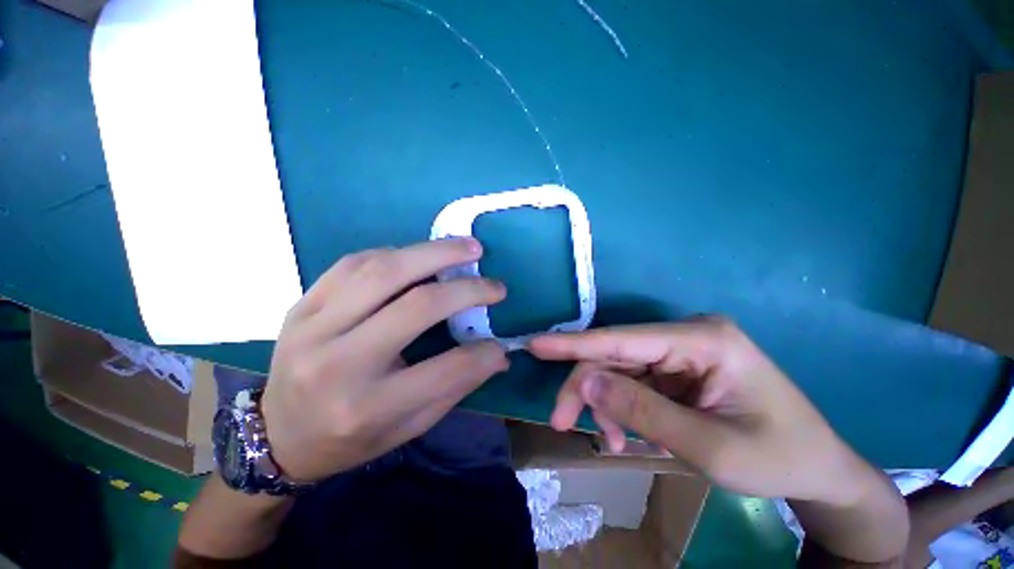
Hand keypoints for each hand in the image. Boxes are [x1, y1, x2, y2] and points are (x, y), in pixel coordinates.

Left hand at [261, 239, 508, 481]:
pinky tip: (418, 255)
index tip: (501, 343)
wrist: (278, 435)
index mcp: (367, 406)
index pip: (446, 370)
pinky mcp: (301, 304)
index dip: (483, 354)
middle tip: (493, 280)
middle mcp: (337, 363)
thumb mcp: (407, 427)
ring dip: (432, 253)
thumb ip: (455, 387)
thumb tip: (497, 355)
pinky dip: (395, 253)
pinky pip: (353, 263)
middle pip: (415, 305)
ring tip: (464, 248)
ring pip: (382, 271)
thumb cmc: (350, 438)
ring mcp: (312, 327)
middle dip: (464, 287)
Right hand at [529, 317, 879, 505]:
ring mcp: (681, 350)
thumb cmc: (777, 457)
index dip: (574, 343)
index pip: (622, 339)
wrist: (817, 468)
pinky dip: (621, 407)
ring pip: (619, 369)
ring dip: (605, 403)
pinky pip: (633, 381)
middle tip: (563, 422)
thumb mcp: (711, 448)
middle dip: (587, 388)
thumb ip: (643, 413)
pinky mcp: (677, 367)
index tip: (535, 345)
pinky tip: (626, 432)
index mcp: (703, 340)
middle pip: (615, 355)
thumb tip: (586, 384)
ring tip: (611, 439)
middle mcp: (686, 335)